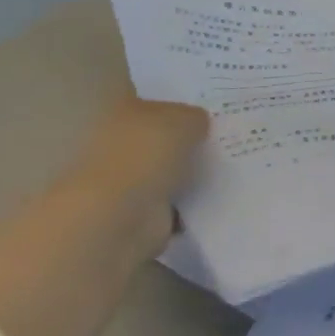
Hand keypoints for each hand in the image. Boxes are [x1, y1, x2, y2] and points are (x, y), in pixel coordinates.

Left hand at [0, 98, 208, 335]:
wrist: (102, 235)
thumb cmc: (133, 165)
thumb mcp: (174, 124)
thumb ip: (190, 118)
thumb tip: (198, 121)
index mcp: (117, 117)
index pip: (147, 102)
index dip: (174, 100)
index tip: (210, 101)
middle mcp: (113, 152)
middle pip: (155, 141)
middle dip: (182, 140)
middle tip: (229, 135)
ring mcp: (120, 195)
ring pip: (163, 177)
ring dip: (185, 178)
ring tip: (232, 169)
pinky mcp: (131, 233)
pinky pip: (168, 213)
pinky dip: (186, 212)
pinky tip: (216, 206)